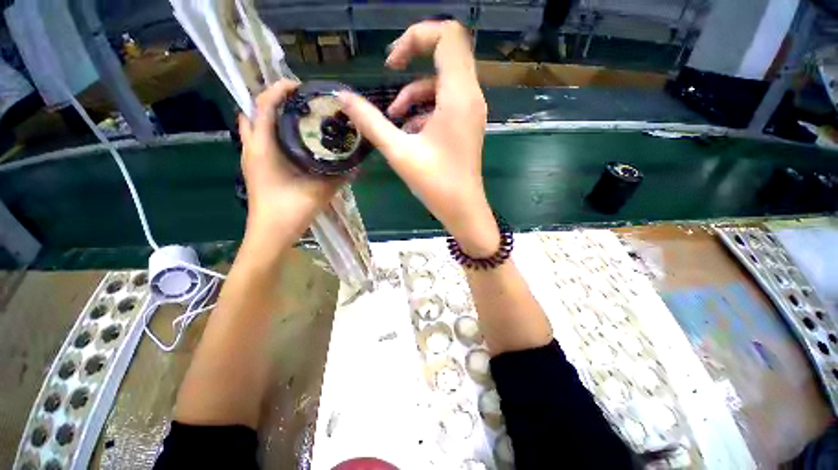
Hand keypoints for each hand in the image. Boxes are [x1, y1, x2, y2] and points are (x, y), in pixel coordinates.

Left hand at [238, 80, 342, 247]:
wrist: (270, 234)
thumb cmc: (290, 211)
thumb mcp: (320, 192)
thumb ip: (339, 177)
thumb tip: (357, 166)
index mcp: (263, 148)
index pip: (263, 105)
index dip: (279, 89)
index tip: (300, 86)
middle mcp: (252, 147)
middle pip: (255, 111)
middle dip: (275, 100)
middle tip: (301, 103)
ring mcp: (251, 158)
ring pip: (256, 125)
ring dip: (272, 116)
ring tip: (298, 118)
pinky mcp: (256, 167)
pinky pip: (260, 140)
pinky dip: (272, 132)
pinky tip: (294, 142)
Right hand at [338, 20, 499, 256]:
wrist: (463, 210)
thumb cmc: (435, 184)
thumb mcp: (399, 152)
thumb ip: (370, 122)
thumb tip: (342, 97)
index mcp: (458, 96)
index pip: (448, 36)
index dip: (417, 36)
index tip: (392, 63)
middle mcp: (471, 96)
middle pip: (448, 50)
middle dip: (415, 55)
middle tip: (391, 71)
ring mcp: (471, 111)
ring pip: (442, 80)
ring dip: (415, 92)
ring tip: (393, 118)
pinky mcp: (466, 124)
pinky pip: (445, 102)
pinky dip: (424, 109)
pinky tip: (409, 132)